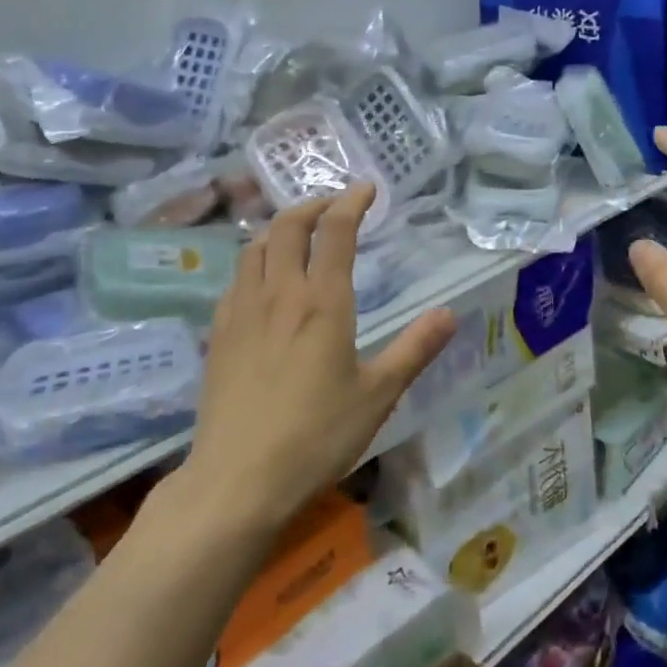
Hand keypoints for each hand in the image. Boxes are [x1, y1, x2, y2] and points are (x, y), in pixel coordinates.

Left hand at [179, 186, 455, 534]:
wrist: (238, 478)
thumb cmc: (317, 436)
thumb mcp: (378, 395)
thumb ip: (414, 349)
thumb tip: (448, 313)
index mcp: (322, 303)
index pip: (335, 232)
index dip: (351, 203)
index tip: (366, 189)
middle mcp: (278, 294)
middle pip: (287, 227)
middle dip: (311, 205)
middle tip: (332, 207)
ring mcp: (241, 312)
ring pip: (254, 248)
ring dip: (278, 229)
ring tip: (296, 234)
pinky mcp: (218, 334)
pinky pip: (235, 278)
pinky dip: (255, 261)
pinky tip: (262, 282)